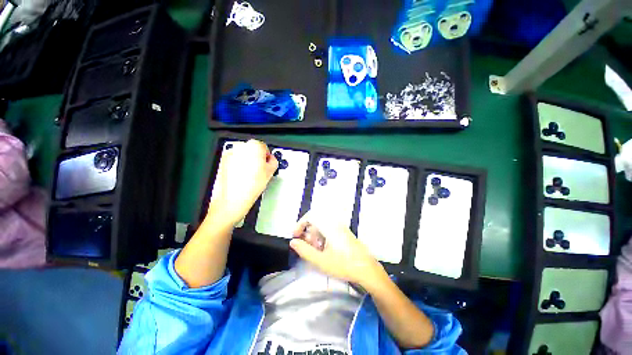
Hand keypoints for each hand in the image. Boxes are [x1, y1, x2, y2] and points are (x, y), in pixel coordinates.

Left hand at [207, 140, 277, 225]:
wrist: (231, 199)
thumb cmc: (250, 187)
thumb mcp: (270, 173)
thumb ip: (273, 162)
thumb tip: (271, 160)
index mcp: (254, 147)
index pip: (264, 147)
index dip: (267, 157)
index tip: (267, 164)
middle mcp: (240, 147)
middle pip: (253, 149)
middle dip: (257, 158)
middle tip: (259, 171)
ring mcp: (229, 153)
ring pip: (243, 155)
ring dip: (247, 161)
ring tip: (249, 176)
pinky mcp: (222, 161)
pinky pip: (234, 160)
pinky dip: (237, 165)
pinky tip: (241, 177)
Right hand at [289, 211, 384, 286]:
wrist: (367, 269)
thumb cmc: (344, 265)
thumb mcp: (321, 261)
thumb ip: (305, 250)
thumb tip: (293, 242)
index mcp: (329, 226)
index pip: (310, 216)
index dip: (300, 224)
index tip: (296, 236)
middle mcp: (335, 223)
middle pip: (315, 221)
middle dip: (307, 232)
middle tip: (306, 246)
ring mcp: (340, 227)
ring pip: (322, 226)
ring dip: (314, 236)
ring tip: (315, 251)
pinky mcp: (344, 233)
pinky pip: (328, 230)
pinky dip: (322, 238)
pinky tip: (324, 251)